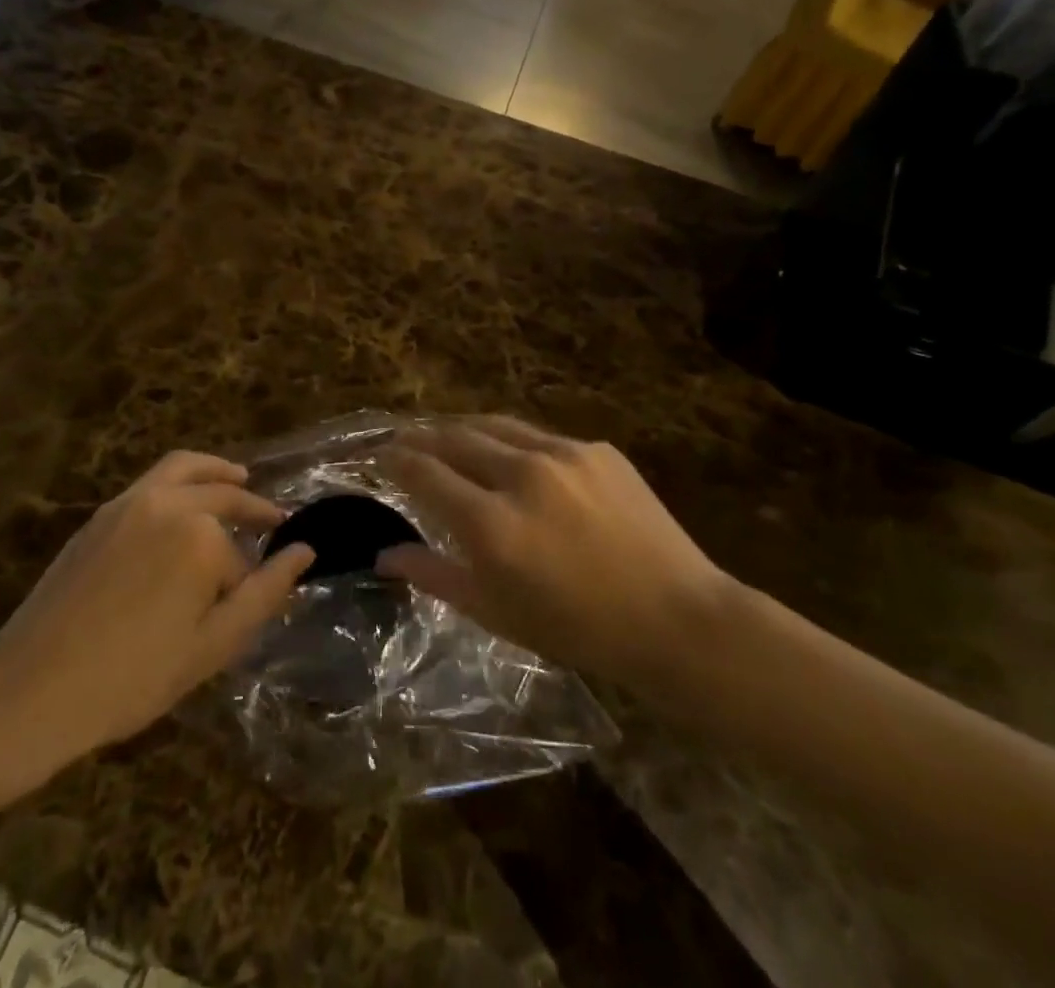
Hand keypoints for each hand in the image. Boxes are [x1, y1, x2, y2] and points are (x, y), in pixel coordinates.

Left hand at [0, 451, 313, 768]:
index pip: (240, 558)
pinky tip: (185, 505)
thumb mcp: (213, 646)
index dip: (245, 587)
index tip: (251, 603)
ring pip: (186, 468)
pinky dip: (183, 478)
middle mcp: (168, 504)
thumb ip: (266, 593)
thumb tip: (305, 552)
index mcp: (200, 536)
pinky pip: (153, 480)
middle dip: (251, 508)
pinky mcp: (101, 514)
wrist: (32, 691)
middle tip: (273, 521)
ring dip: (219, 471)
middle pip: (223, 494)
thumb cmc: (133, 677)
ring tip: (240, 478)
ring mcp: (129, 502)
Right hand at [377, 418, 730, 684]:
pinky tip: (510, 457)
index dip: (393, 460)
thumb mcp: (495, 612)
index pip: (423, 472)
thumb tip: (384, 554)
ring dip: (460, 428)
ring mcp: (562, 454)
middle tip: (401, 440)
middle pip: (451, 437)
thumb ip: (434, 574)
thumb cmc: (577, 628)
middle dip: (419, 436)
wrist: (676, 617)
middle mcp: (521, 475)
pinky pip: (537, 436)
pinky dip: (510, 442)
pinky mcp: (595, 448)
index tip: (378, 457)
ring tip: (443, 435)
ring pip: (492, 425)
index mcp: (491, 523)